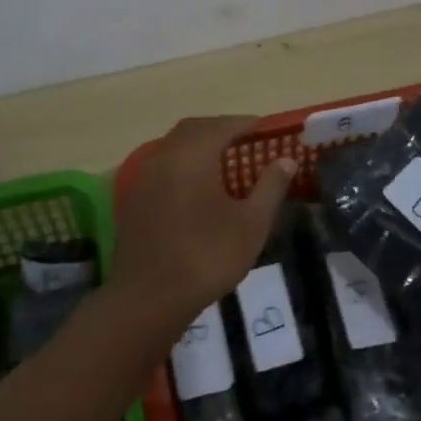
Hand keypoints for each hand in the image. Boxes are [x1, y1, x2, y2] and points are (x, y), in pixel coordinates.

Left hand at [110, 116, 295, 337]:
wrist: (149, 297)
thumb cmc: (207, 257)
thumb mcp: (251, 224)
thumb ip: (270, 187)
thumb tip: (286, 160)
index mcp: (193, 156)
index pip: (222, 126)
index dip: (245, 123)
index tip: (264, 126)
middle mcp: (164, 157)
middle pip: (193, 129)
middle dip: (220, 128)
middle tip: (245, 138)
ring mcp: (144, 177)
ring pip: (173, 146)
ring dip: (198, 144)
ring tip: (224, 158)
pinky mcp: (134, 198)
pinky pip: (162, 166)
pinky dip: (182, 163)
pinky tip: (196, 184)